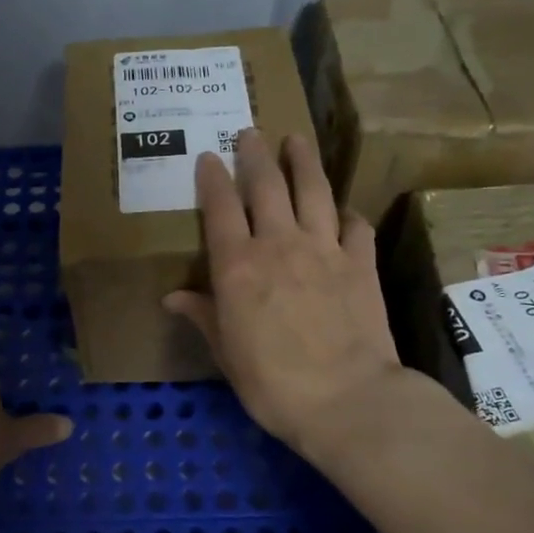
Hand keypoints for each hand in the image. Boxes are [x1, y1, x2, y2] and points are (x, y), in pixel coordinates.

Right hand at [162, 130, 445, 471]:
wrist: (347, 399)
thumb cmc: (272, 383)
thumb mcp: (226, 353)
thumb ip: (203, 316)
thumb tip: (173, 297)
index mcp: (238, 266)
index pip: (221, 208)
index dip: (213, 179)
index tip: (208, 157)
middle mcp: (279, 245)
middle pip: (267, 186)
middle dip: (256, 155)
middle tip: (250, 133)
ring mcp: (324, 249)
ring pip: (313, 191)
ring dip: (303, 162)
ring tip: (296, 140)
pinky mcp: (361, 263)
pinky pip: (354, 226)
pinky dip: (346, 213)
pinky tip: (342, 210)